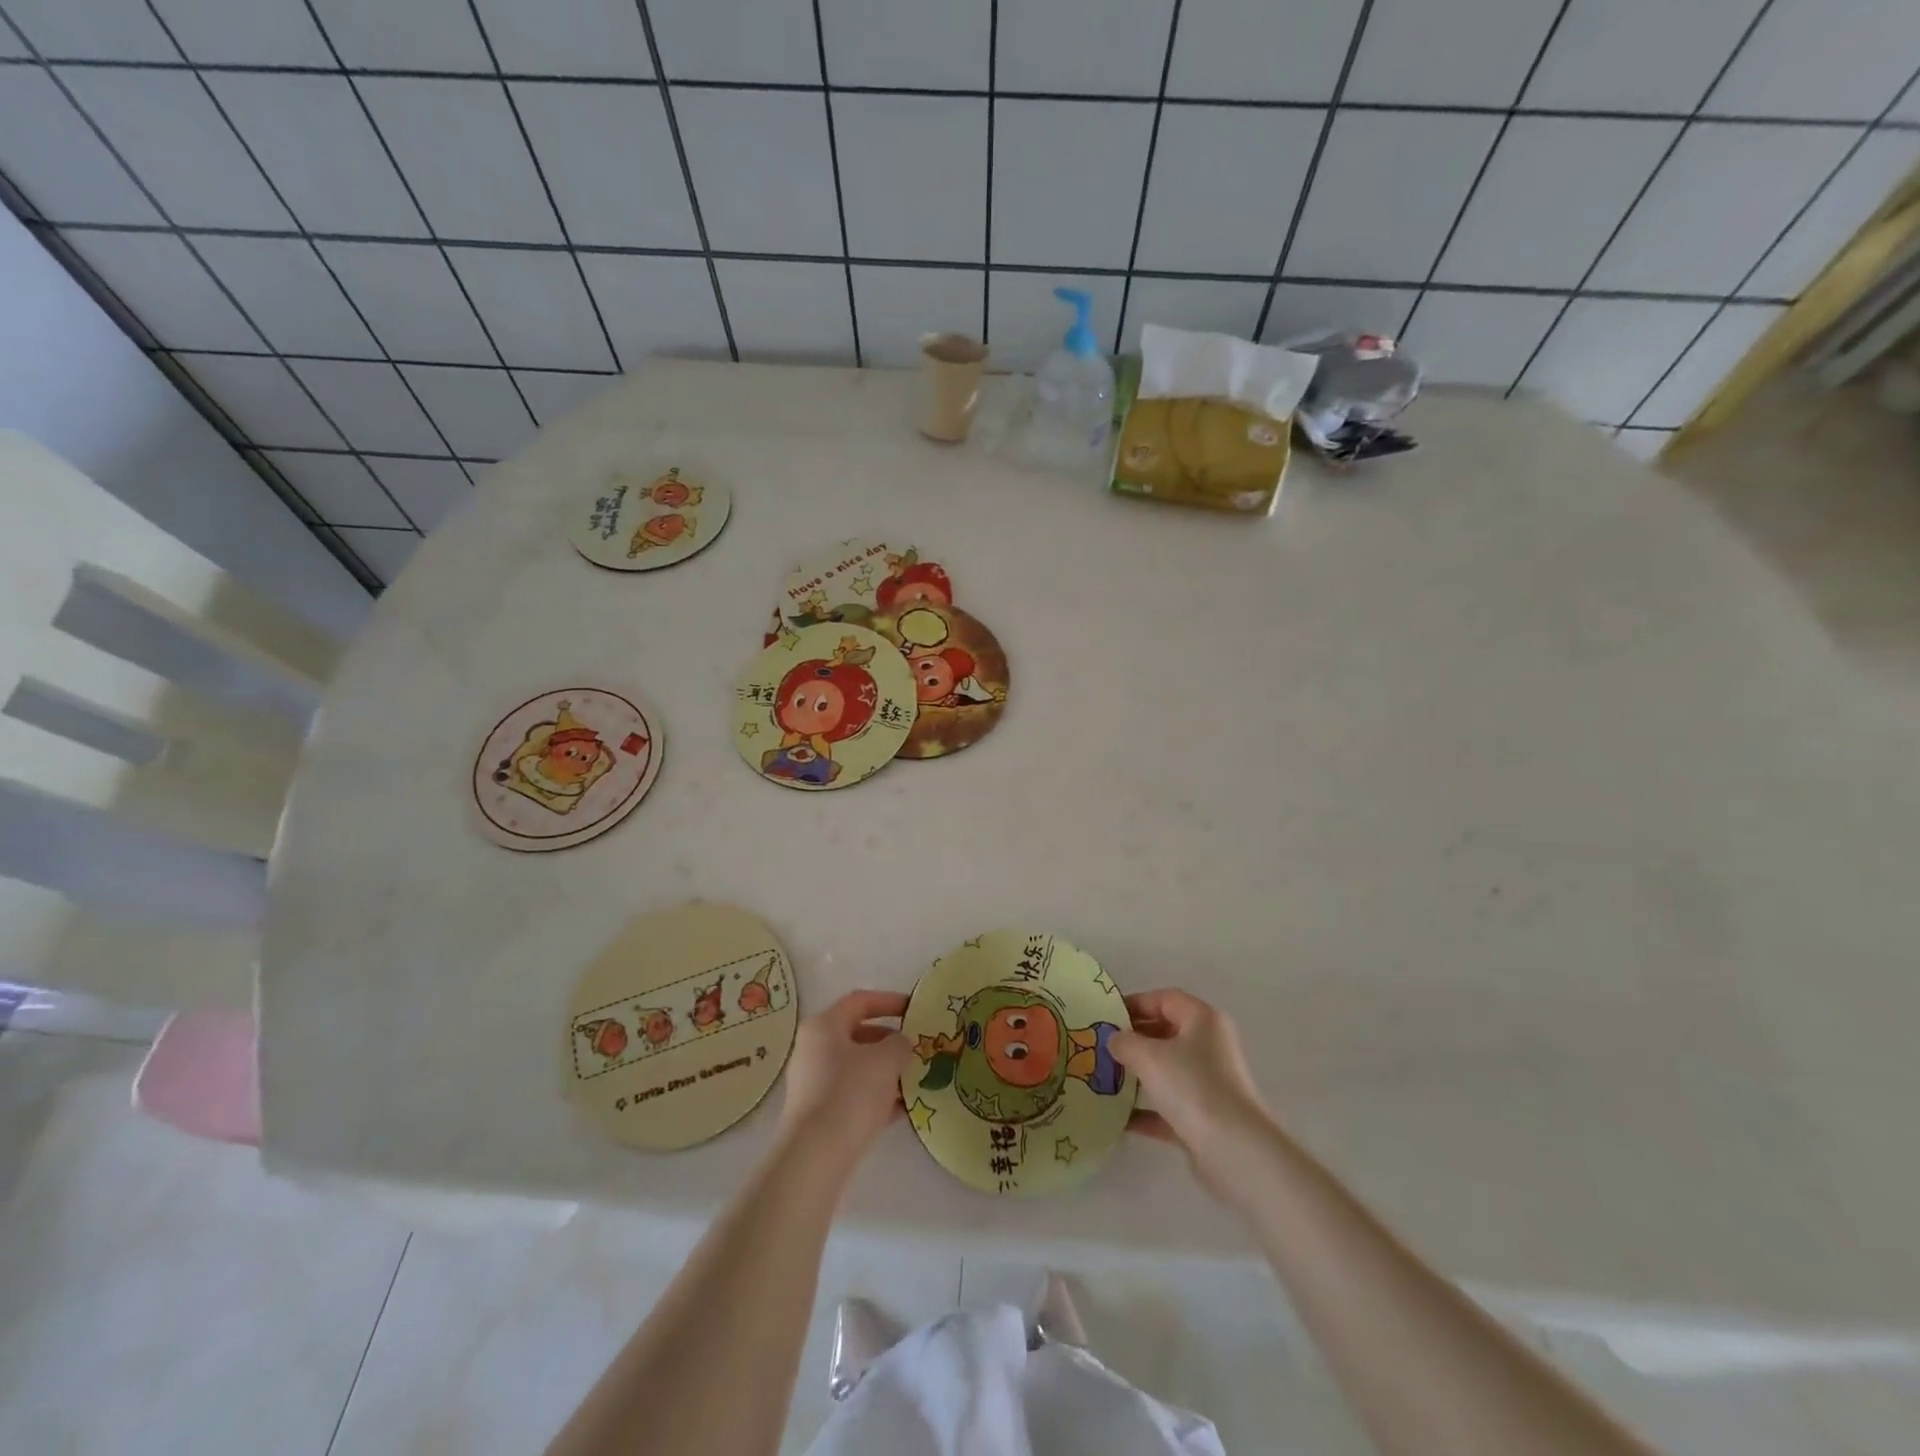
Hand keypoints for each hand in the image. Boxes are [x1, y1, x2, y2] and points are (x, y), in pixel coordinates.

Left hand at [775, 990, 913, 1170]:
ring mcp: (813, 1083)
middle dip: (890, 1042)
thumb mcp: (886, 1060)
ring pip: (857, 1068)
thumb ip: (900, 1044)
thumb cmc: (851, 1093)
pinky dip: (876, 1097)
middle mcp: (813, 1050)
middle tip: (916, 1050)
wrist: (815, 1157)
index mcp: (824, 1026)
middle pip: (858, 1035)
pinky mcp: (818, 1115)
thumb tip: (900, 1045)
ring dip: (886, 1072)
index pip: (860, 1001)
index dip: (890, 1001)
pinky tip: (901, 1110)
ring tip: (914, 1081)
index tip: (915, 1010)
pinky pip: (852, 1095)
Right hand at [1113, 990, 1274, 1197]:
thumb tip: (1115, 1039)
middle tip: (1103, 1046)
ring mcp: (1210, 1083)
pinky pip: (1170, 1105)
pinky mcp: (1206, 1117)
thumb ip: (1125, 1042)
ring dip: (1139, 1074)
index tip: (1107, 1016)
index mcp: (1203, 1020)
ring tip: (1106, 1077)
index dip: (1135, 1003)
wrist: (1234, 1151)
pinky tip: (1119, 1118)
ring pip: (1168, 1069)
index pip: (1165, 999)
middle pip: (1167, 1032)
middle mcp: (1211, 1046)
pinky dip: (1147, 1109)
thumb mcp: (1148, 1056)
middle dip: (1134, 1038)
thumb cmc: (1192, 1087)